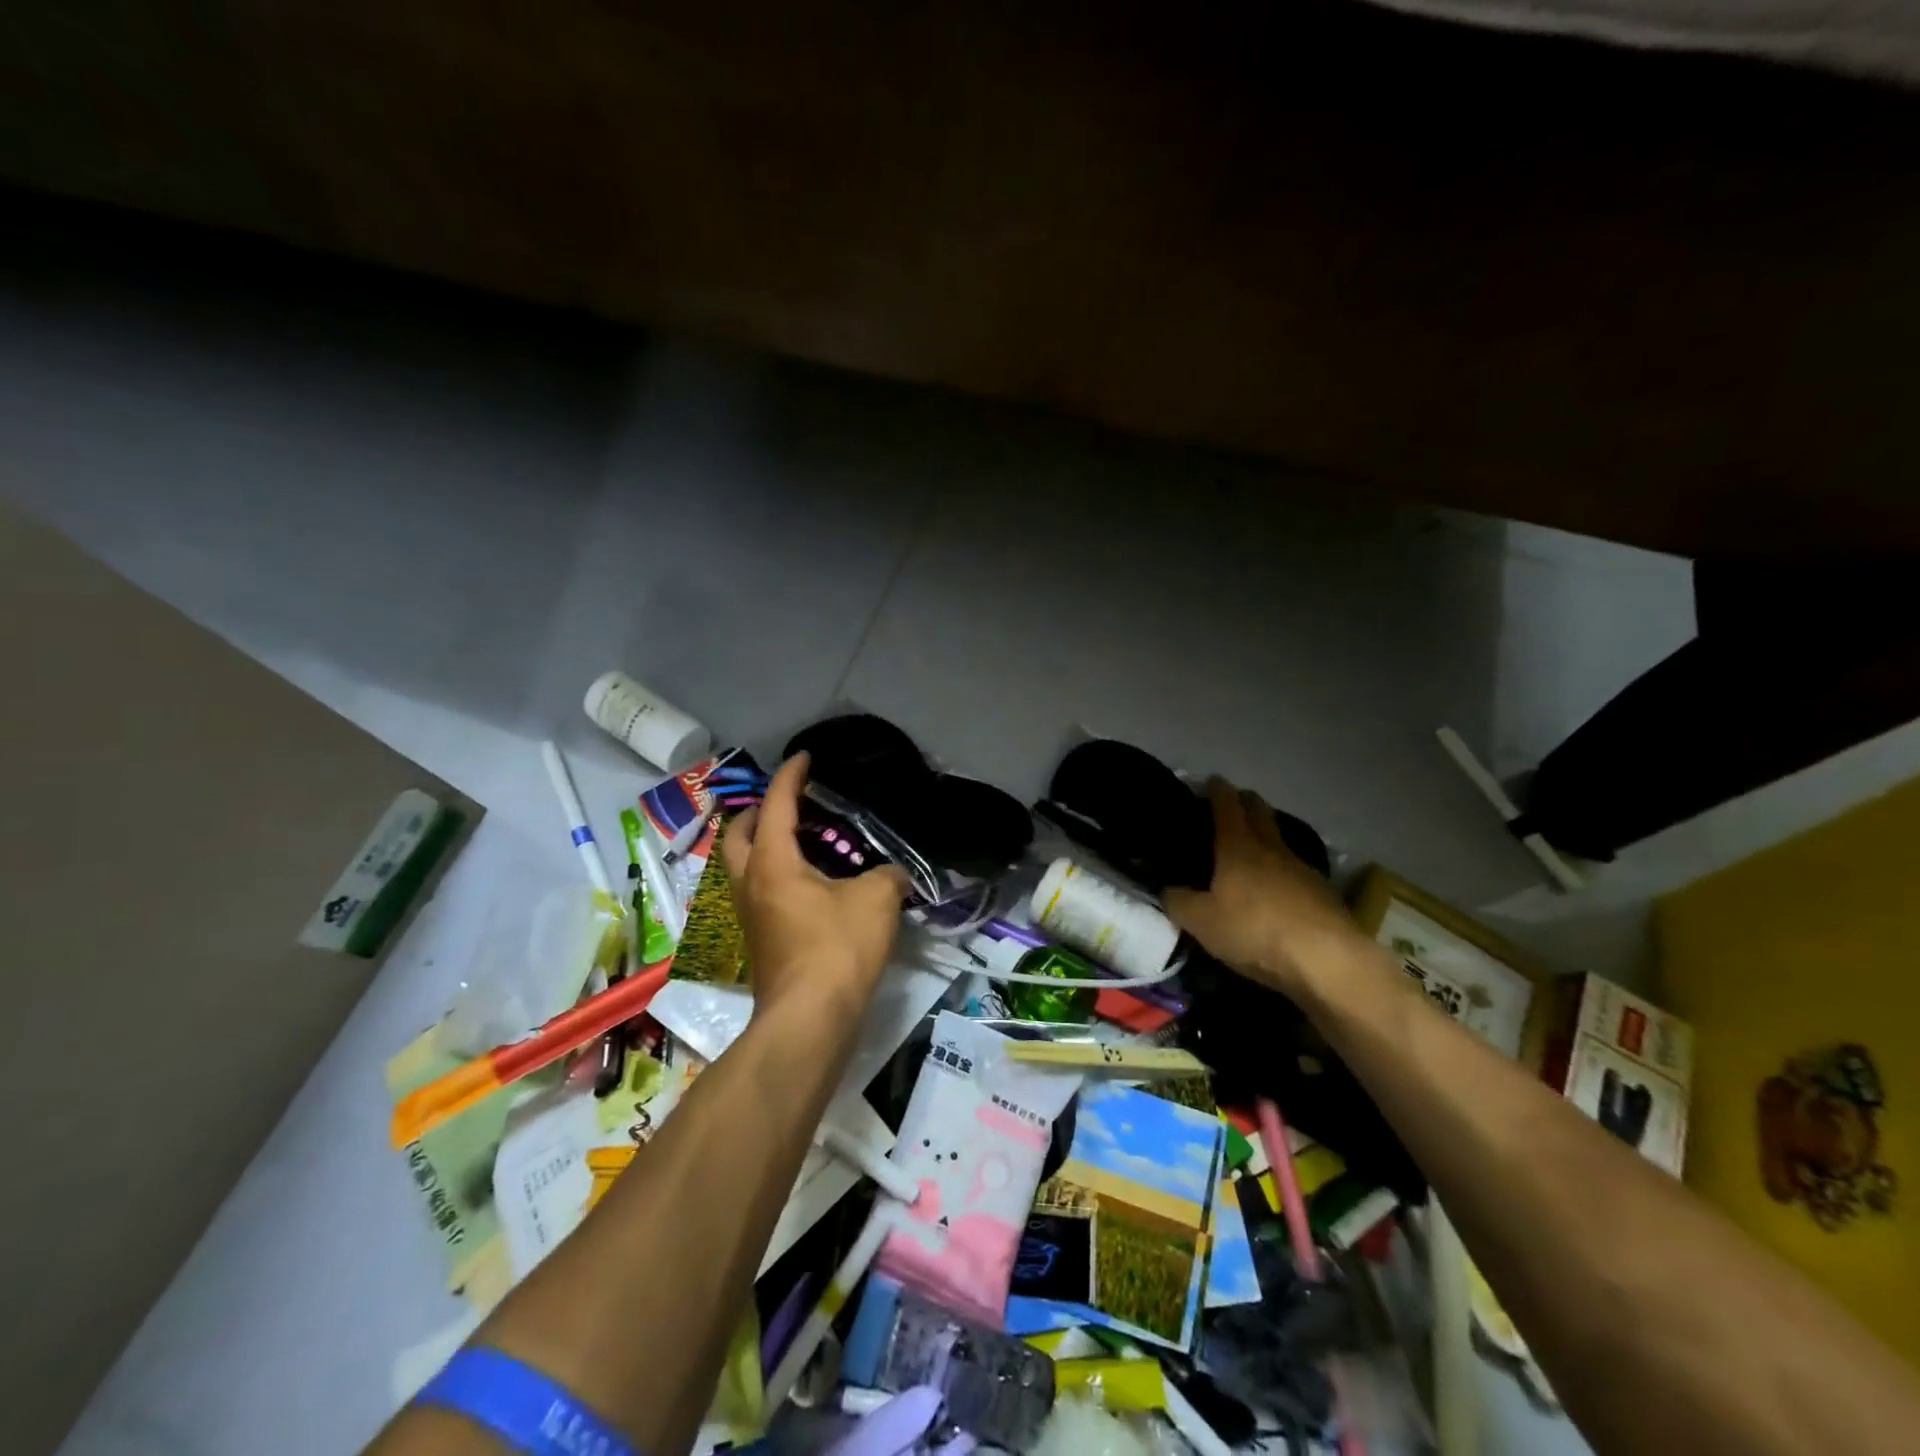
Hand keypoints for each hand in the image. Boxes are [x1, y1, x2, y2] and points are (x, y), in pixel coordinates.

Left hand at [721, 752, 909, 1019]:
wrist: (810, 1019)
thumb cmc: (837, 948)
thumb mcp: (876, 899)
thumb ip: (887, 875)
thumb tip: (894, 874)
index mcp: (772, 862)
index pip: (776, 804)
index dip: (790, 776)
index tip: (804, 757)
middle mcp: (750, 884)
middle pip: (739, 834)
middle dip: (759, 811)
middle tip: (789, 802)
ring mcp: (749, 916)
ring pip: (744, 865)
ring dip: (763, 844)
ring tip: (801, 839)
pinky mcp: (760, 941)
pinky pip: (759, 890)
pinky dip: (776, 872)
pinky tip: (810, 882)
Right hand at [1163, 778, 1358, 997]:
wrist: (1327, 961)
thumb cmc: (1254, 931)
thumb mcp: (1201, 922)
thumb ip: (1178, 901)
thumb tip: (1166, 889)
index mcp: (1238, 846)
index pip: (1227, 805)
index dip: (1217, 790)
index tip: (1211, 781)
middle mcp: (1271, 848)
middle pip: (1260, 812)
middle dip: (1246, 802)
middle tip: (1232, 805)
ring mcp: (1302, 868)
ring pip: (1279, 840)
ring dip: (1265, 836)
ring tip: (1251, 849)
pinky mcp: (1323, 893)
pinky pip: (1295, 870)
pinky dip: (1281, 870)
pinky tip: (1276, 889)